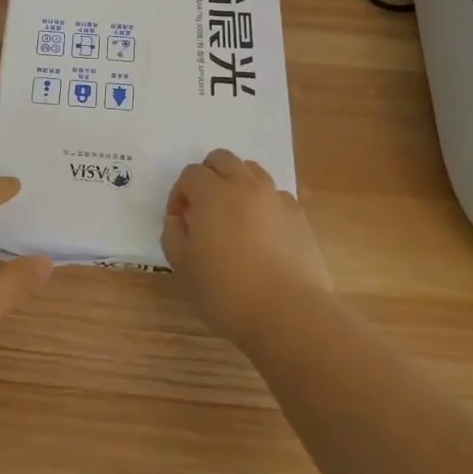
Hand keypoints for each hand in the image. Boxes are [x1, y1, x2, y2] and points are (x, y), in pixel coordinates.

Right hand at [162, 149, 333, 344]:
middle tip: (204, 208)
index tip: (180, 220)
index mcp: (212, 193)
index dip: (179, 193)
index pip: (190, 174)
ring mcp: (276, 198)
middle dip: (208, 176)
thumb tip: (179, 219)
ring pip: (252, 171)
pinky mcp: (299, 216)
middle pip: (222, 159)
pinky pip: (276, 195)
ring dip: (237, 184)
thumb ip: (173, 234)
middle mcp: (245, 186)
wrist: (290, 314)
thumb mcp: (183, 267)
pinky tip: (262, 233)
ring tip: (234, 216)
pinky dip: (264, 203)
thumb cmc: (227, 292)